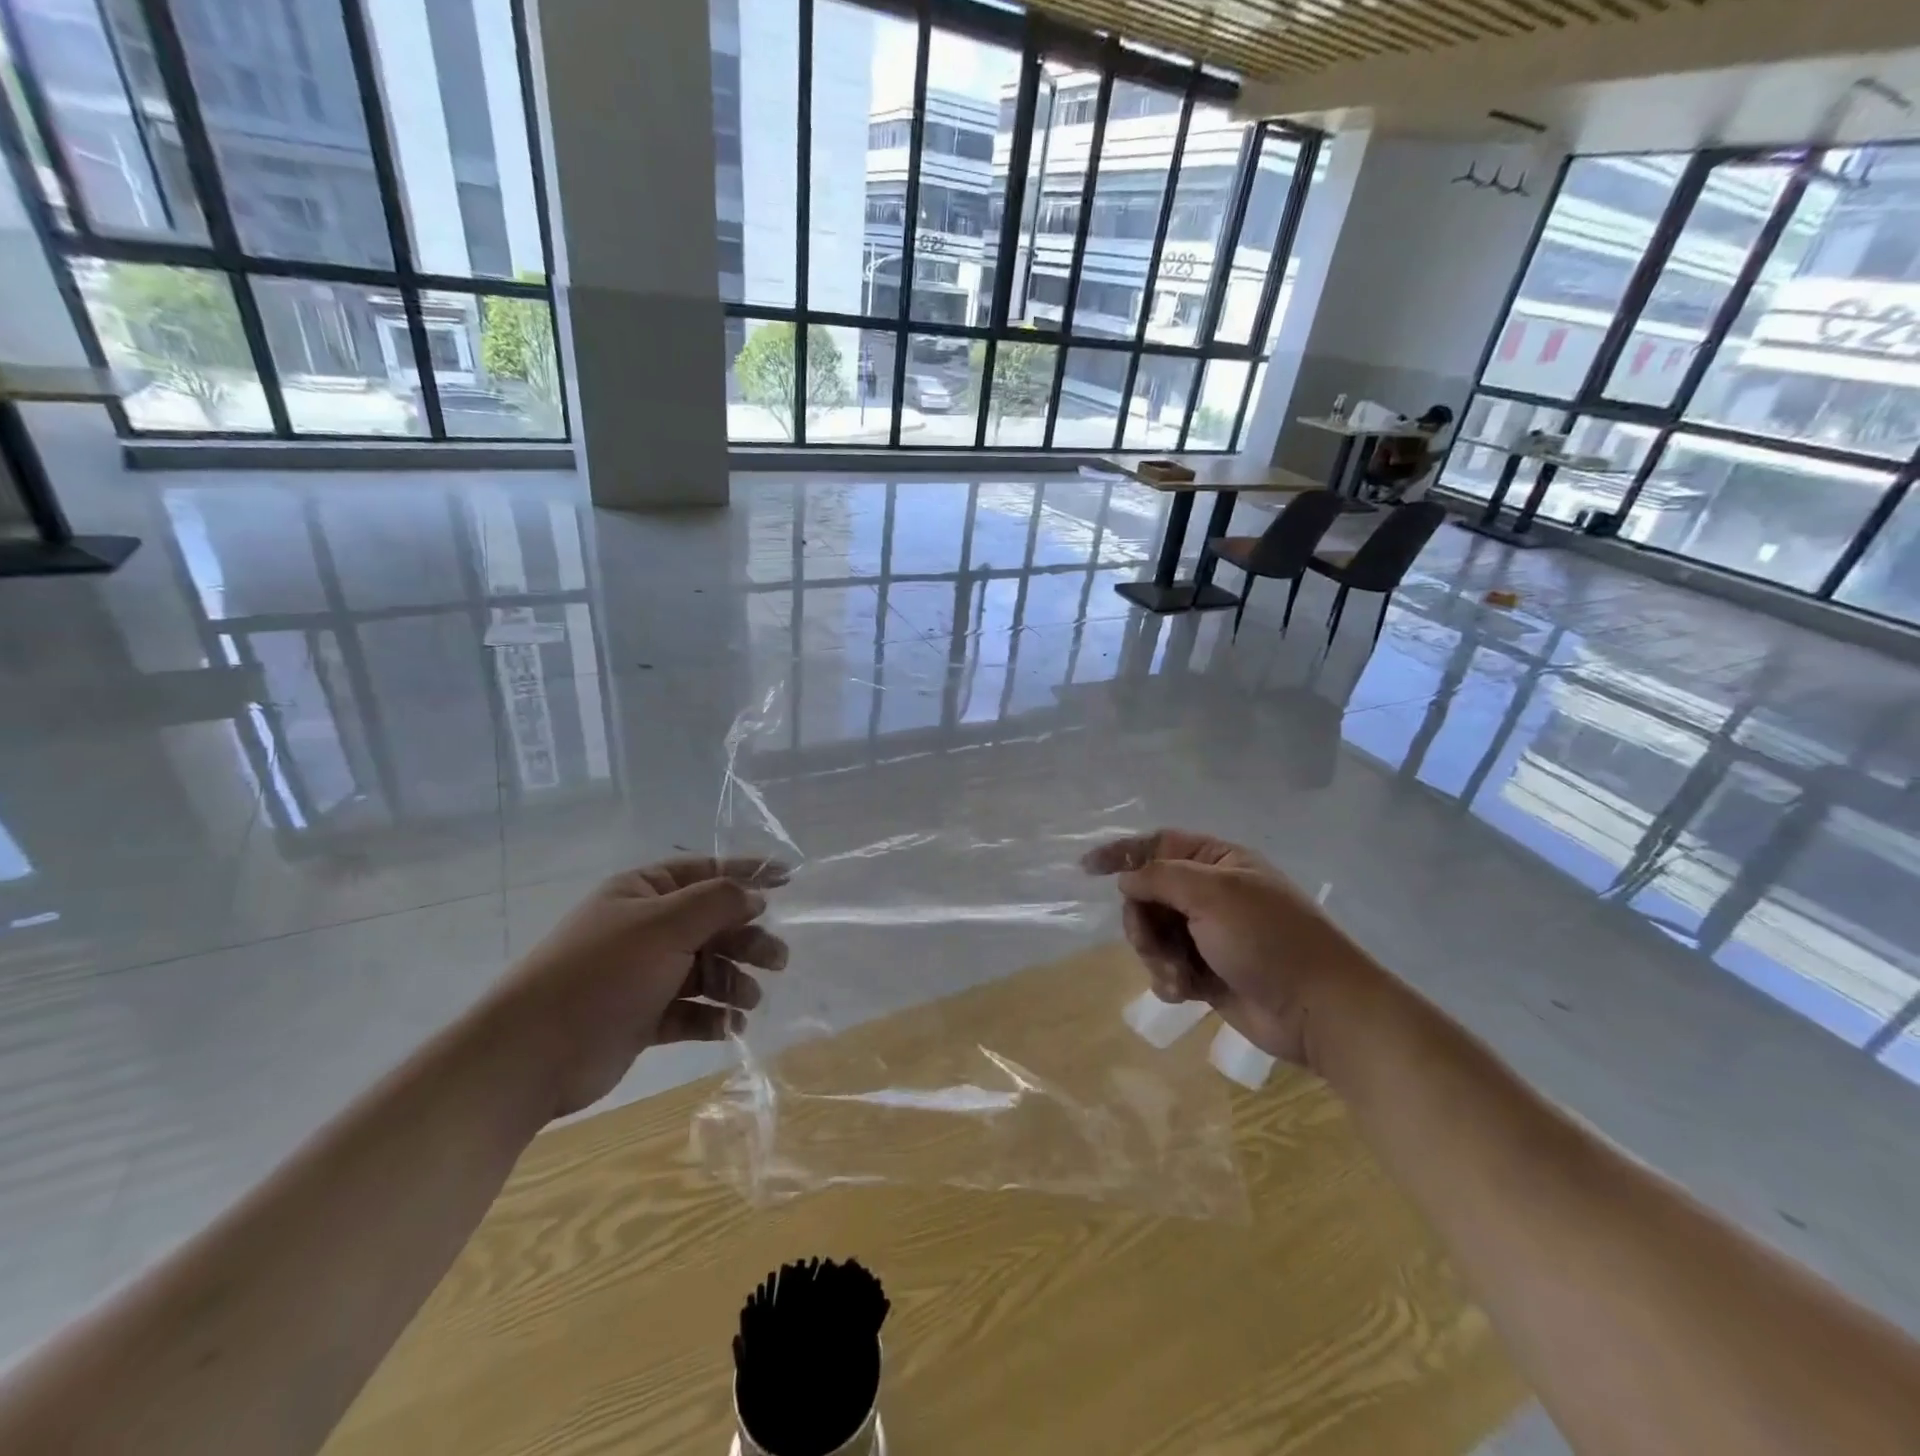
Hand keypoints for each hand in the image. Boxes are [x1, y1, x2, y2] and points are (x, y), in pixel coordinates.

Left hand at [478, 857, 789, 1119]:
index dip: (748, 873)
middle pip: (712, 924)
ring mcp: (644, 974)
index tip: (789, 880)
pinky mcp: (643, 1016)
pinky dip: (712, 1016)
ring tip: (749, 1001)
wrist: (531, 1056)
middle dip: (746, 939)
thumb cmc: (602, 974)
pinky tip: (729, 1027)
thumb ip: (718, 903)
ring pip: (705, 968)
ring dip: (733, 981)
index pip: (706, 871)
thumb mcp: (665, 926)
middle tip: (778, 960)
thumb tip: (755, 896)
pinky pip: (690, 1008)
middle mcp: (646, 928)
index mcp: (644, 892)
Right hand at [1083, 829, 1384, 1068]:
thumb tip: (1126, 877)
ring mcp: (1209, 935)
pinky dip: (1170, 980)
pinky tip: (1187, 993)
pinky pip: (1168, 967)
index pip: (1157, 845)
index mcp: (1217, 862)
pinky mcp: (1208, 973)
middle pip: (1148, 895)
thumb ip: (1160, 877)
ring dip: (1156, 955)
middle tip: (1154, 942)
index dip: (1121, 854)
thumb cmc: (1269, 939)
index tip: (1086, 869)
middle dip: (1143, 921)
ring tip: (1179, 976)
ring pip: (1153, 935)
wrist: (1319, 1010)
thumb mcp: (1213, 894)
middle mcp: (1210, 894)